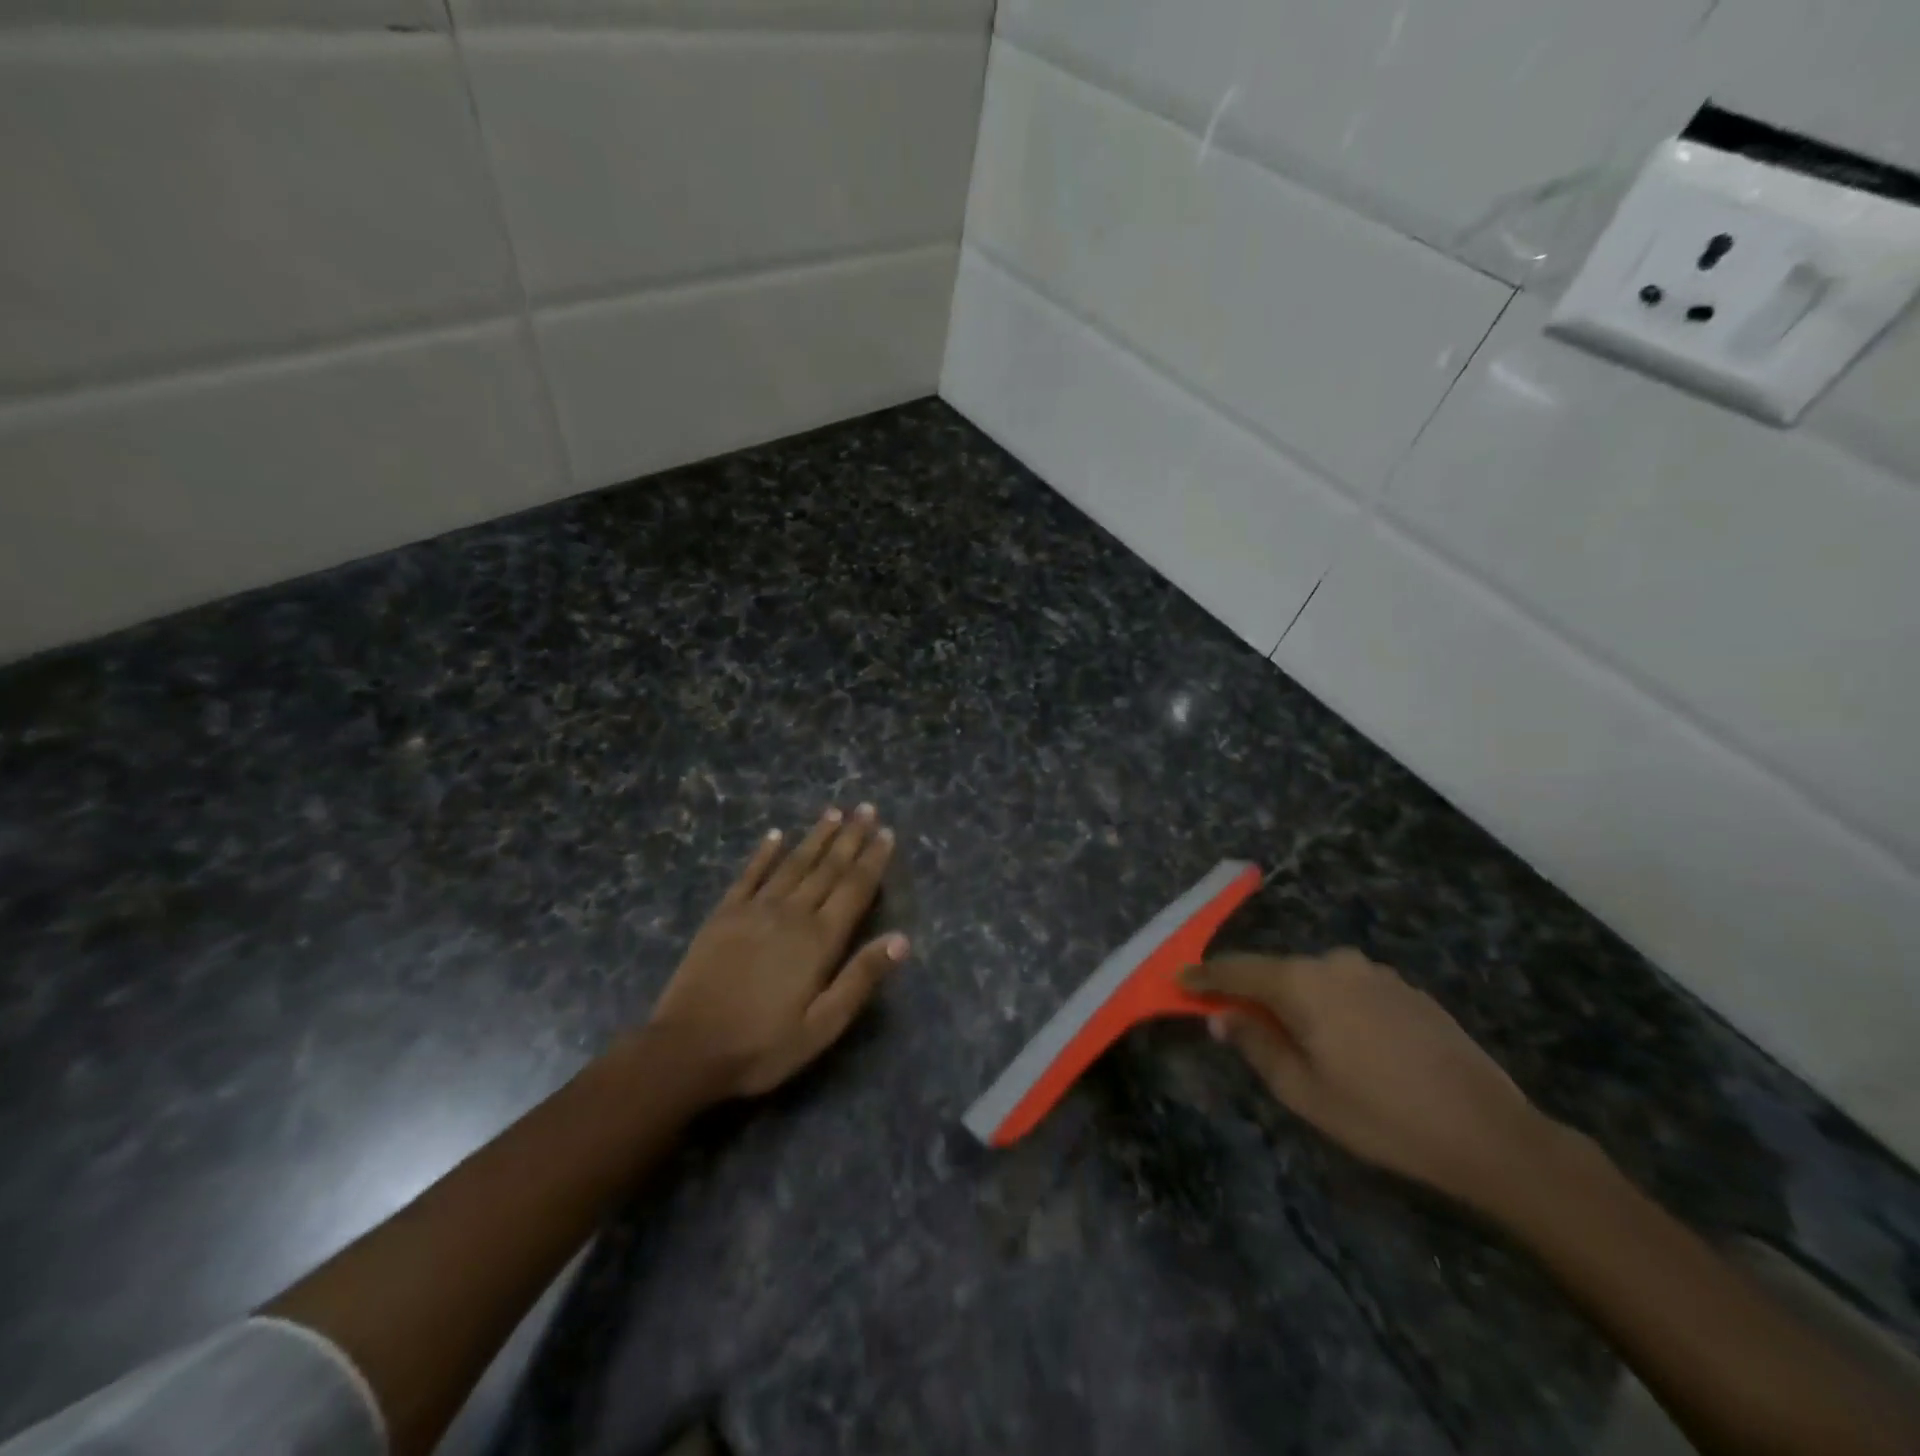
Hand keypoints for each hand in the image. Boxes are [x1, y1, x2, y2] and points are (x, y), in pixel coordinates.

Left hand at [649, 804, 907, 1098]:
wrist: (687, 1049)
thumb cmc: (762, 1045)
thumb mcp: (822, 1025)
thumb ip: (860, 979)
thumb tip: (902, 939)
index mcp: (819, 940)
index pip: (854, 888)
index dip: (872, 859)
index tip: (886, 832)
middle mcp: (791, 913)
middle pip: (827, 867)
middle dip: (849, 836)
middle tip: (865, 808)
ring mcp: (755, 910)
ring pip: (793, 863)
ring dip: (815, 836)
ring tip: (833, 811)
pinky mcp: (724, 915)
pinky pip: (749, 874)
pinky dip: (764, 853)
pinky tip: (774, 835)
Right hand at [1181, 950, 1555, 1209]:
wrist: (1490, 1132)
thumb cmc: (1381, 1116)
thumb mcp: (1303, 1091)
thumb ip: (1255, 1044)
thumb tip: (1221, 1015)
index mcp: (1303, 983)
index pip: (1238, 969)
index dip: (1204, 976)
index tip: (1177, 980)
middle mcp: (1335, 963)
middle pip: (1276, 971)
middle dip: (1252, 993)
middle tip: (1237, 1022)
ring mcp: (1375, 972)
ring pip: (1314, 979)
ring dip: (1295, 1001)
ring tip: (1298, 1040)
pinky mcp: (1405, 988)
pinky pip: (1349, 987)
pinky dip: (1331, 1005)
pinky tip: (1348, 1042)